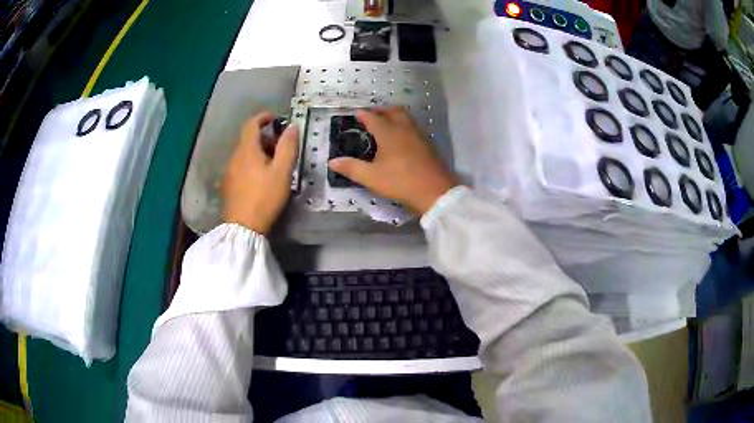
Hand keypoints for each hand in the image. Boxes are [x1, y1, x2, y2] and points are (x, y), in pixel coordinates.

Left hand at [222, 112, 298, 233]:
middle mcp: (234, 157)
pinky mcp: (227, 186)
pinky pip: (240, 167)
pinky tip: (259, 180)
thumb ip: (287, 147)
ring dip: (258, 152)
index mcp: (247, 150)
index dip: (263, 117)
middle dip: (264, 138)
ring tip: (272, 166)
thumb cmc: (265, 197)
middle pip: (248, 140)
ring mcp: (229, 172)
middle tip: (280, 148)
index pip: (251, 124)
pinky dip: (251, 165)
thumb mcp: (282, 172)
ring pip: (244, 154)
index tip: (275, 118)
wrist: (243, 227)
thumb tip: (292, 127)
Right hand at [329, 108, 457, 214]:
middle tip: (372, 115)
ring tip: (386, 123)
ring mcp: (418, 135)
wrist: (435, 191)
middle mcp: (404, 128)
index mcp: (388, 132)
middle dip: (381, 110)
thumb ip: (351, 168)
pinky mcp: (428, 143)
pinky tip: (402, 137)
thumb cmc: (400, 182)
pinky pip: (413, 126)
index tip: (356, 114)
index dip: (363, 114)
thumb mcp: (371, 177)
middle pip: (392, 111)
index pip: (373, 117)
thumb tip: (332, 161)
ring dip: (394, 115)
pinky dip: (404, 125)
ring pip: (405, 117)